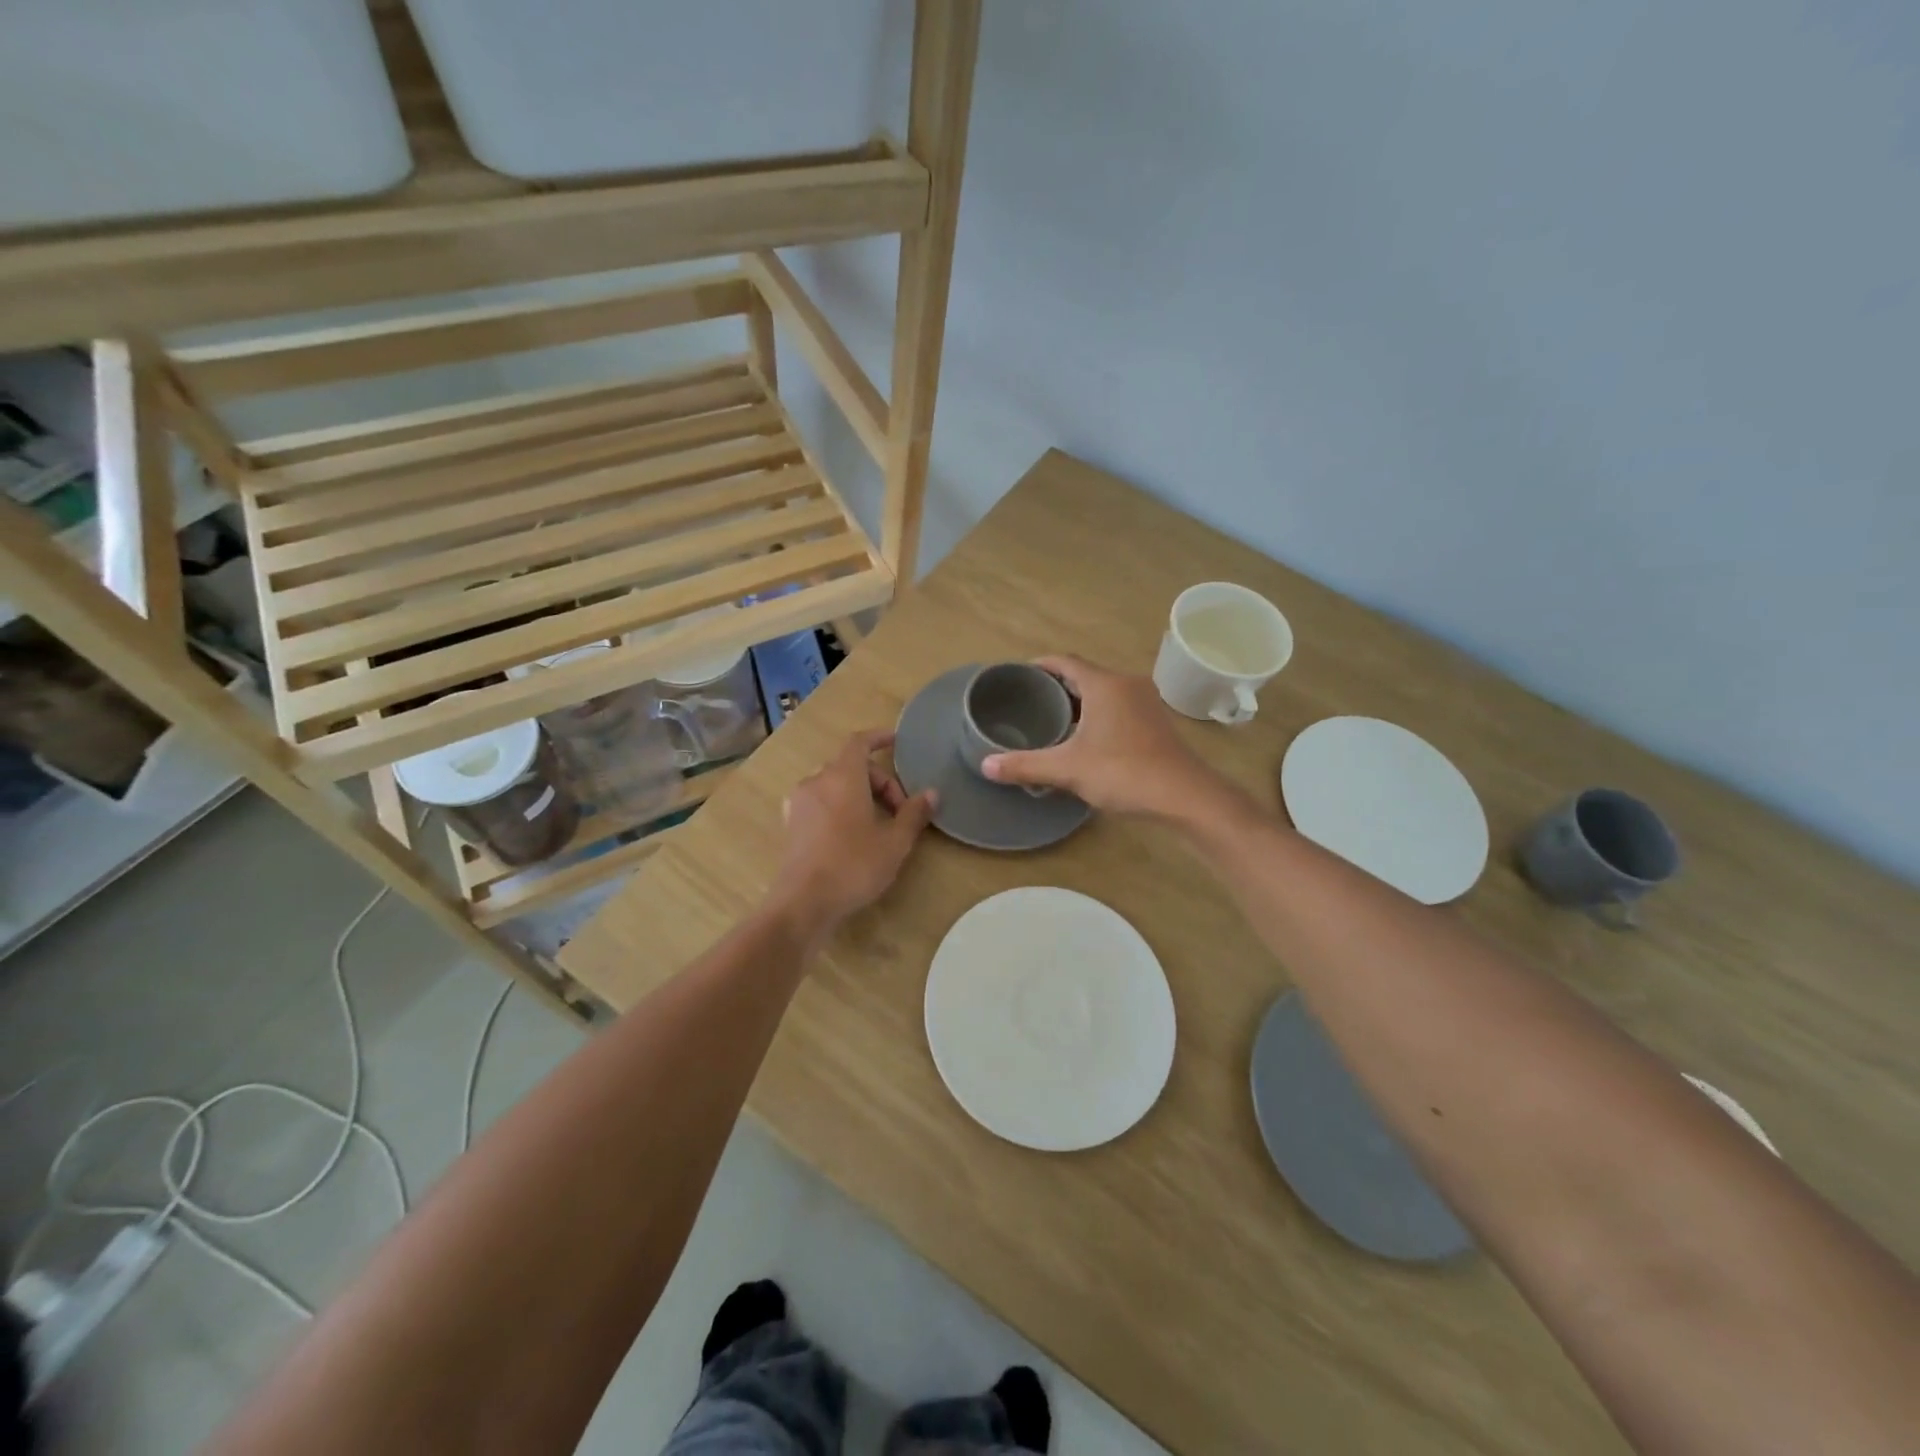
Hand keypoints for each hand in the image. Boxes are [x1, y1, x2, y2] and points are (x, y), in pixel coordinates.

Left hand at [771, 729, 937, 934]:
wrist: (803, 903)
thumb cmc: (853, 866)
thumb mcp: (894, 842)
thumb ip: (913, 814)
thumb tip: (931, 793)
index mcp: (842, 776)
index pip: (860, 742)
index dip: (879, 738)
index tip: (897, 742)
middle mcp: (816, 781)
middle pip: (850, 766)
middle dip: (878, 782)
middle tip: (899, 810)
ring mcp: (799, 802)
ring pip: (834, 785)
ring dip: (858, 795)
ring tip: (877, 824)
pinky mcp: (791, 824)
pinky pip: (820, 802)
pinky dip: (839, 806)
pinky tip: (851, 835)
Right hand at [982, 656, 1224, 818]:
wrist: (1185, 796)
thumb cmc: (1124, 773)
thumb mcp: (1068, 769)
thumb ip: (1026, 765)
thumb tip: (985, 765)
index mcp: (1105, 684)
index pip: (1065, 661)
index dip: (1040, 665)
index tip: (1018, 676)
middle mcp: (1127, 684)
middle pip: (1085, 675)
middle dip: (1056, 686)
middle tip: (1028, 702)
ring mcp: (1146, 702)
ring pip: (1104, 692)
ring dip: (1079, 701)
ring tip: (1051, 720)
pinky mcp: (1156, 722)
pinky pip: (1118, 707)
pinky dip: (1098, 714)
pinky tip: (1085, 738)